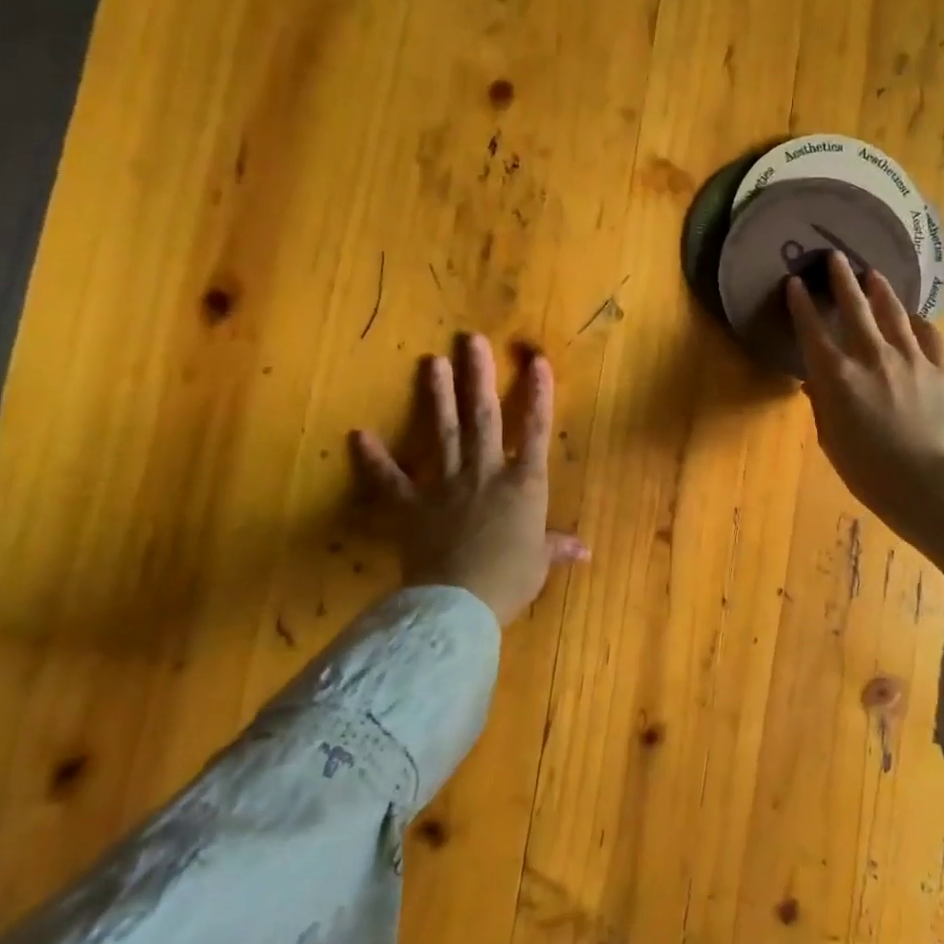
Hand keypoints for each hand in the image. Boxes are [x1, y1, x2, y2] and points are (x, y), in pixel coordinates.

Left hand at [350, 334, 586, 626]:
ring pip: (444, 432)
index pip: (534, 430)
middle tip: (471, 340)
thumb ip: (557, 547)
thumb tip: (586, 551)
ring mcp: (446, 485)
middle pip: (484, 416)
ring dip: (437, 396)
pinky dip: (374, 458)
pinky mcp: (412, 505)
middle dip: (478, 376)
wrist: (460, 602)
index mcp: (523, 483)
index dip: (537, 394)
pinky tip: (358, 434)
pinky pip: (391, 479)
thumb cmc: (509, 580)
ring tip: (431, 361)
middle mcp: (486, 472)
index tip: (536, 360)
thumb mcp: (539, 563)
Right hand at [787, 252, 943, 583]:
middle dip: (841, 279)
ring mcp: (909, 358)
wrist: (927, 484)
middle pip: (854, 307)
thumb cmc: (868, 471)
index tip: (794, 283)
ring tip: (873, 274)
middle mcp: (871, 356)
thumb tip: (816, 380)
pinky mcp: (939, 367)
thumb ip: (822, 403)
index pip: (813, 330)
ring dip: (880, 289)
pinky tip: (913, 316)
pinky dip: (917, 321)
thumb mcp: (831, 439)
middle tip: (835, 257)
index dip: (801, 304)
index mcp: (838, 376)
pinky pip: (928, 333)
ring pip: (892, 311)